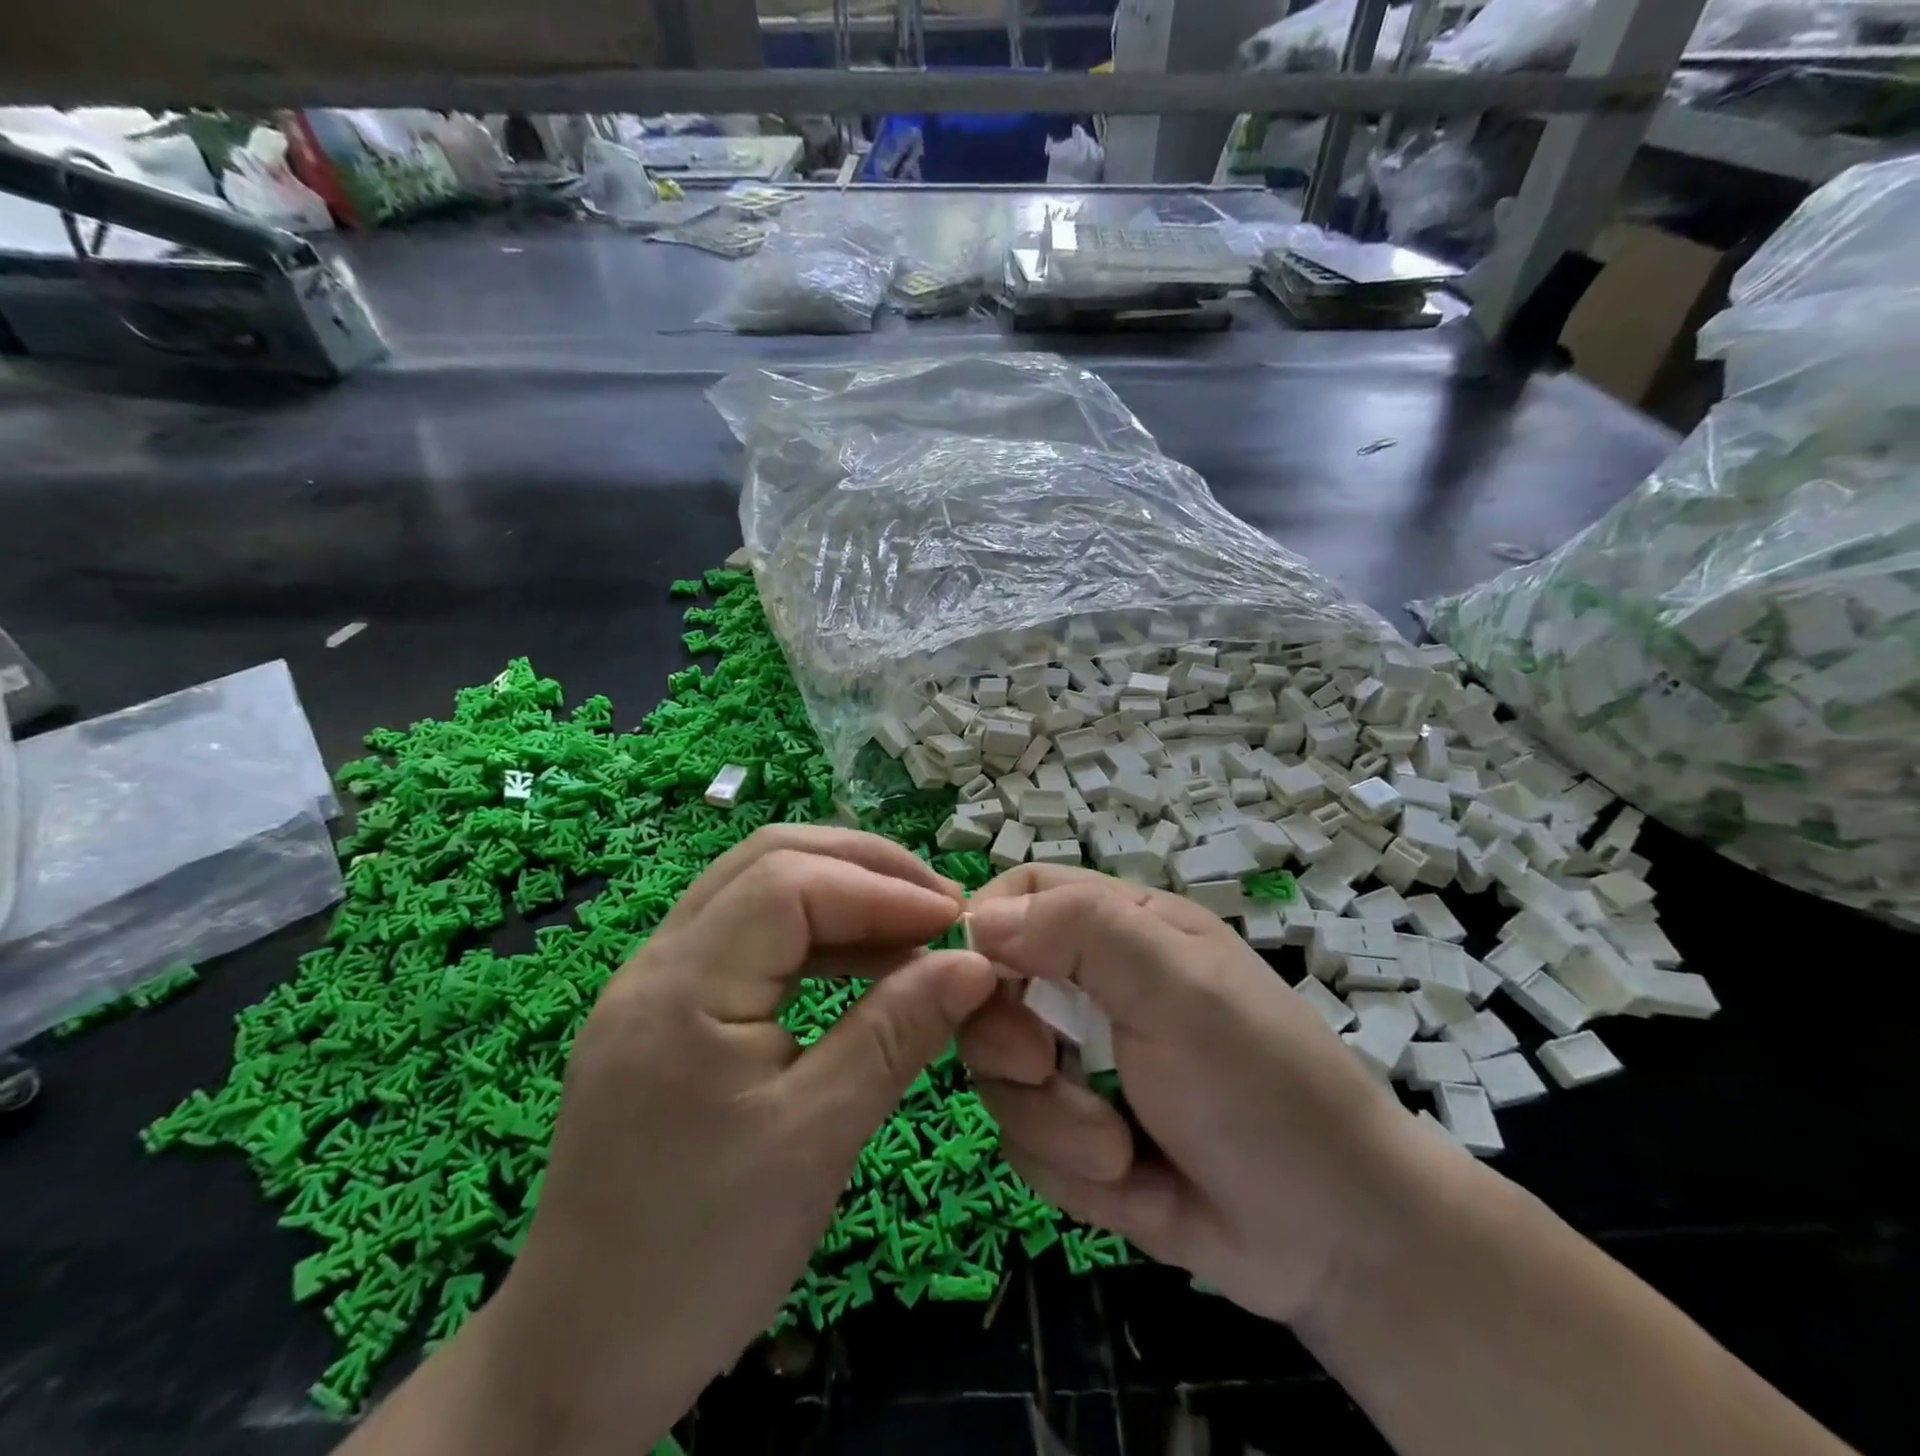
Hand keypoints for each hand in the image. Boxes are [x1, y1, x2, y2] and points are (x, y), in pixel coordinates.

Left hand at [482, 827, 996, 1446]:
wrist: (586, 1356)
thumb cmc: (705, 1252)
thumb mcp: (818, 1139)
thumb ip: (897, 1032)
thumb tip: (974, 963)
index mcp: (681, 987)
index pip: (789, 884)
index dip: (881, 889)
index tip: (955, 921)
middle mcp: (656, 962)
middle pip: (768, 860)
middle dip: (863, 867)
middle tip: (940, 904)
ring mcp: (654, 982)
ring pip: (756, 889)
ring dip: (840, 893)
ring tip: (914, 928)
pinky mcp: (666, 1011)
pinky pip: (748, 937)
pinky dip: (813, 935)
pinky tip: (861, 963)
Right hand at [960, 866, 1429, 1325]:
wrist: (1337, 1243)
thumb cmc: (1264, 1087)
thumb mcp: (1180, 989)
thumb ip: (1083, 933)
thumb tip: (979, 917)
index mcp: (1122, 930)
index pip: (1024, 891)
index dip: (987, 924)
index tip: (974, 978)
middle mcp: (1091, 988)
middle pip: (990, 987)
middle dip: (1008, 1041)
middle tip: (1048, 1067)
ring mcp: (1080, 1065)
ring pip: (999, 1073)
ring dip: (1049, 1119)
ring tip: (1119, 1150)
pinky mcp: (1077, 1138)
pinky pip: (1024, 1142)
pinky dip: (1068, 1170)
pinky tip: (1131, 1183)